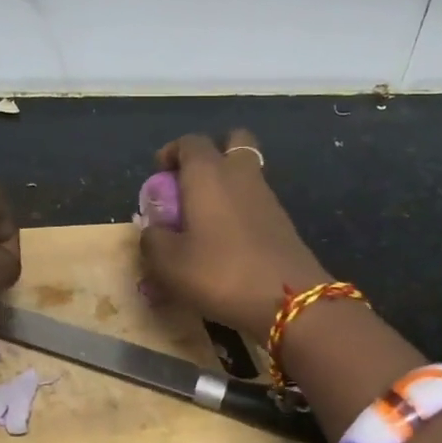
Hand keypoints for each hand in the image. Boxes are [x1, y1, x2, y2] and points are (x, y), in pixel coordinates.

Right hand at [138, 130, 329, 339]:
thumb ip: (152, 240)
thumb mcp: (168, 263)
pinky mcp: (282, 222)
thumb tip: (153, 230)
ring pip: (247, 172)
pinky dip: (240, 209)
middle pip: (233, 141)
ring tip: (204, 219)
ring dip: (226, 184)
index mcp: (208, 174)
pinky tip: (226, 242)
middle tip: (191, 183)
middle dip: (212, 153)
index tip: (159, 175)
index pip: (190, 142)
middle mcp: (240, 175)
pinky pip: (256, 201)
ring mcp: (267, 197)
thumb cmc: (220, 272)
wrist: (289, 302)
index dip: (171, 152)